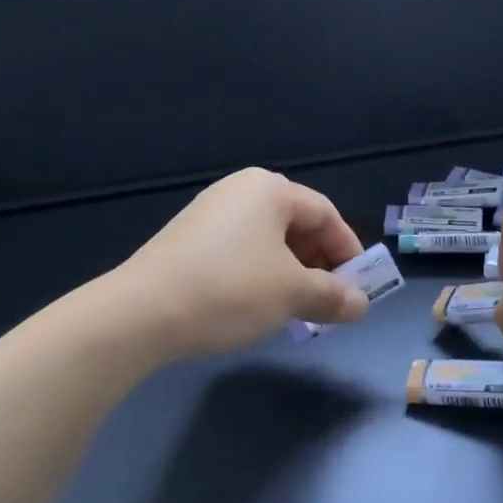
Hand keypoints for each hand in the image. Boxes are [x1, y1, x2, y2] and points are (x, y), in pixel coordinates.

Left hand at [112, 168, 370, 357]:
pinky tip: (257, 304)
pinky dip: (260, 274)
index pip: (326, 214)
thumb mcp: (292, 295)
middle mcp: (239, 191)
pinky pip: (241, 250)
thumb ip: (333, 296)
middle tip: (328, 300)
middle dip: (319, 264)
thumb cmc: (229, 291)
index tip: (359, 286)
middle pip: (296, 224)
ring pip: (268, 241)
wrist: (141, 313)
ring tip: (295, 308)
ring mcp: (209, 213)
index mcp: (269, 190)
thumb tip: (361, 304)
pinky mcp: (188, 238)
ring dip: (291, 273)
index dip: (348, 250)